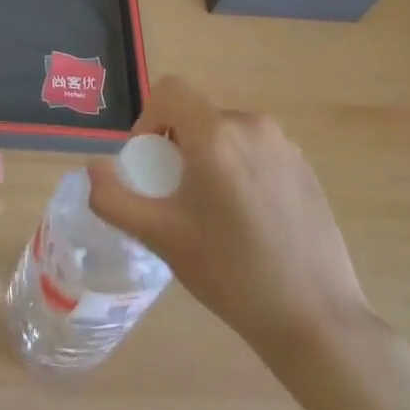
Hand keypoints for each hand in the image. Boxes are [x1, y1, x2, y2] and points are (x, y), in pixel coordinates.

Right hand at [86, 75, 375, 371]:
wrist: (316, 319)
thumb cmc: (231, 274)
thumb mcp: (161, 238)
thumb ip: (114, 199)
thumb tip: (93, 169)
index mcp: (216, 135)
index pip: (170, 90)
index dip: (148, 119)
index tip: (150, 164)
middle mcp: (252, 125)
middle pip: (197, 114)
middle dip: (177, 145)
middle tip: (176, 197)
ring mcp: (285, 145)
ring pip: (226, 132)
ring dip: (208, 156)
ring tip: (212, 211)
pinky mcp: (305, 166)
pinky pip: (255, 149)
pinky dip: (238, 168)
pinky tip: (248, 219)